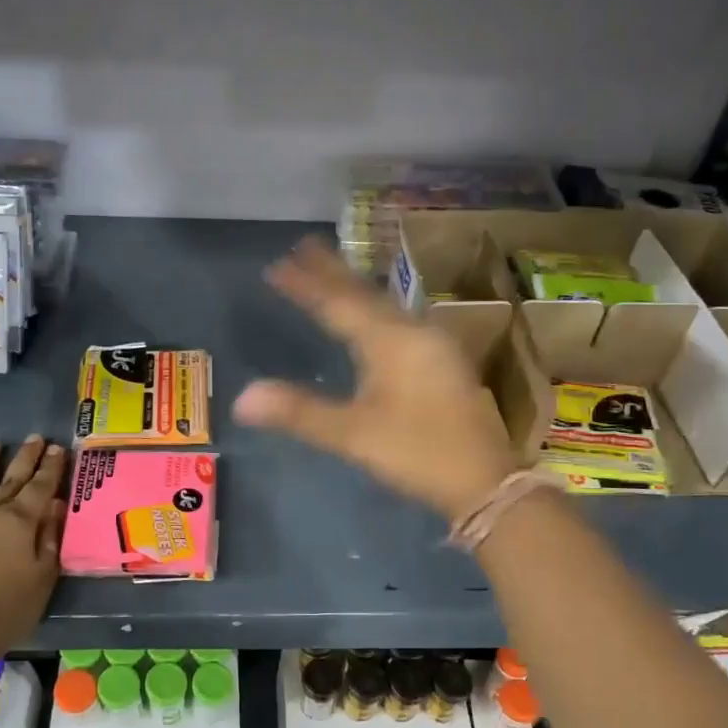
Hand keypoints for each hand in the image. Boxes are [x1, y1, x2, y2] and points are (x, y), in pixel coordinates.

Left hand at [0, 436, 67, 660]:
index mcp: (20, 522)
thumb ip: (49, 539)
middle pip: (10, 477)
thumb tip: (55, 506)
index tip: (58, 448)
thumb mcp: (41, 580)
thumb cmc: (3, 611)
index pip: (40, 486)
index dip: (51, 467)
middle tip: (35, 438)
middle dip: (25, 457)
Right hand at [233, 237, 516, 518]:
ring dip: (355, 288)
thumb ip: (300, 413)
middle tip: (304, 246)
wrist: (486, 481)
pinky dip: (375, 308)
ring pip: (385, 305)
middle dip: (333, 272)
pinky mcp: (443, 362)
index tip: (277, 264)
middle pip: (365, 295)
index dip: (306, 285)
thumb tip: (242, 398)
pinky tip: (373, 315)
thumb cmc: (418, 453)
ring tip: (331, 272)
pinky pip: (399, 320)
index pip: (338, 304)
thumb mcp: (354, 435)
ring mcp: (433, 346)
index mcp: (390, 342)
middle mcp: (413, 332)